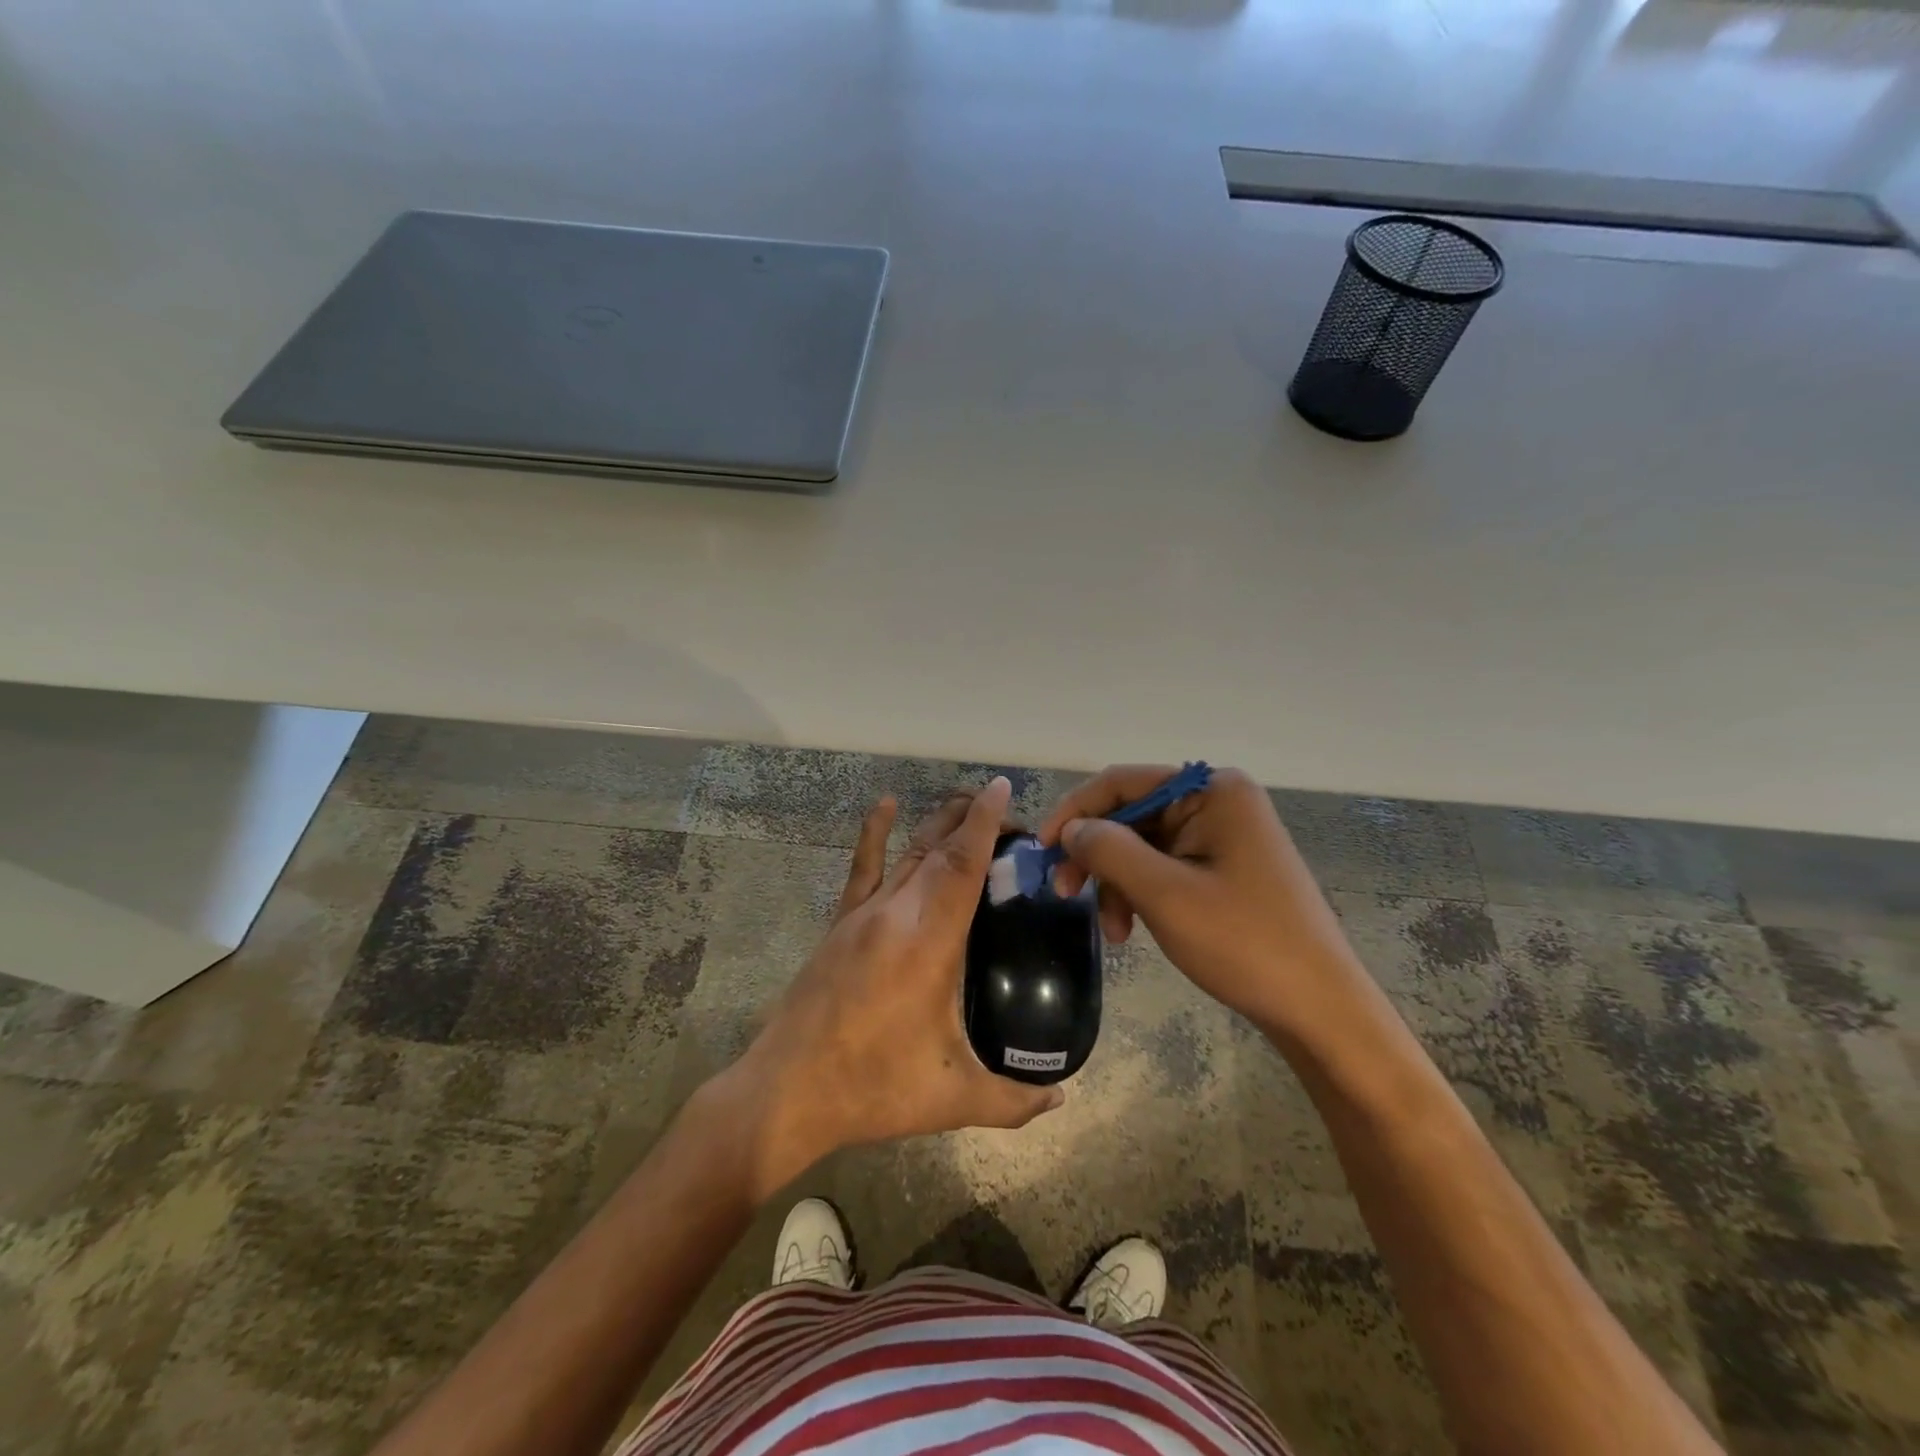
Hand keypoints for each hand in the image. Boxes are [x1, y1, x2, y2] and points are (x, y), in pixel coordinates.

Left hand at [723, 776, 1062, 1198]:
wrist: (787, 1092)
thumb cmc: (874, 1088)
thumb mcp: (952, 1098)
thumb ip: (1014, 1100)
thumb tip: (1061, 1099)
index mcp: (929, 941)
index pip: (962, 864)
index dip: (985, 821)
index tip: (1002, 788)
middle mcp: (897, 913)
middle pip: (940, 848)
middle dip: (974, 821)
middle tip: (1011, 822)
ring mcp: (864, 915)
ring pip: (908, 852)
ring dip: (939, 824)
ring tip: (966, 804)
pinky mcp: (840, 924)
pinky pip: (862, 868)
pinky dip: (874, 832)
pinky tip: (885, 804)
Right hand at [1039, 765, 1369, 1041]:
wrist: (1319, 1009)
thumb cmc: (1244, 942)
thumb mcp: (1165, 894)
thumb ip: (1109, 850)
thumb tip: (1072, 829)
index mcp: (1212, 791)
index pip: (1123, 782)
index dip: (1075, 812)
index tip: (1042, 850)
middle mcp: (1218, 801)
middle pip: (1132, 814)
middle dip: (1096, 856)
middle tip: (1065, 893)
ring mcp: (1224, 836)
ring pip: (1143, 846)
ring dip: (1117, 883)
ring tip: (1112, 932)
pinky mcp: (1225, 868)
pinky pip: (1166, 867)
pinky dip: (1141, 894)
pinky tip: (1132, 929)